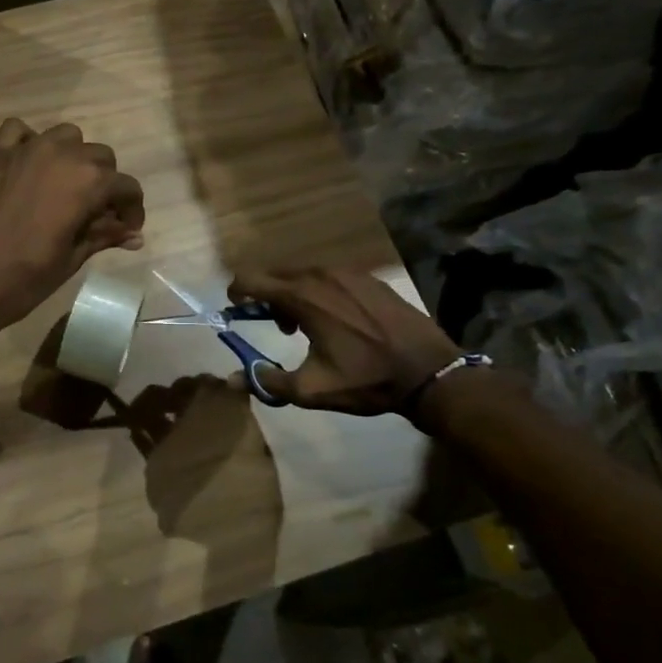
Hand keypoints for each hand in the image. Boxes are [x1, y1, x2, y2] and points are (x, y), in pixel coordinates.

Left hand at [0, 119, 143, 338]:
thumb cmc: (24, 279)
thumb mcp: (71, 259)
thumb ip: (103, 236)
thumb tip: (134, 235)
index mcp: (88, 182)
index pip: (126, 186)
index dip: (132, 209)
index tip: (126, 230)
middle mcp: (61, 154)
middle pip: (99, 157)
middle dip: (104, 184)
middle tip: (95, 215)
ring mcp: (24, 150)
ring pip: (65, 137)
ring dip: (72, 158)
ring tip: (63, 189)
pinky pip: (18, 131)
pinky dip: (29, 142)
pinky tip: (27, 167)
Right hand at [228, 266, 459, 419]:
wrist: (429, 371)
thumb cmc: (366, 379)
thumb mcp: (311, 389)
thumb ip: (267, 381)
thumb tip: (231, 379)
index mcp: (302, 296)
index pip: (251, 279)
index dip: (236, 292)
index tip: (236, 309)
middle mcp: (321, 274)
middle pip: (276, 274)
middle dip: (268, 297)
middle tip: (278, 327)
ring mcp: (349, 272)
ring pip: (305, 274)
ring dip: (295, 294)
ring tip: (310, 326)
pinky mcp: (370, 278)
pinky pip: (331, 277)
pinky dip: (321, 291)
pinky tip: (339, 319)